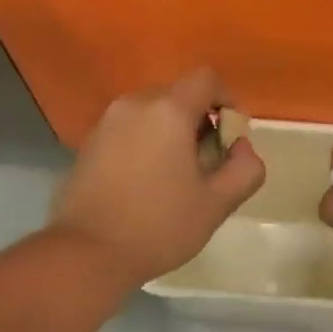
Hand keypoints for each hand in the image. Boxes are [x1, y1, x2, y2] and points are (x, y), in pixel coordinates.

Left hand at [51, 68, 265, 284]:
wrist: (88, 252)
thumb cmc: (159, 226)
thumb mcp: (217, 204)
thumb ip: (244, 169)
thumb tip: (241, 148)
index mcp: (168, 111)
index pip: (206, 79)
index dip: (227, 100)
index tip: (230, 137)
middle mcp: (134, 104)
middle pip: (178, 94)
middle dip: (199, 120)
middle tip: (206, 163)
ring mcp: (106, 122)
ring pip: (151, 112)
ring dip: (171, 132)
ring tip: (175, 176)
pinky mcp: (89, 143)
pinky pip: (128, 129)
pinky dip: (145, 143)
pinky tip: (145, 183)